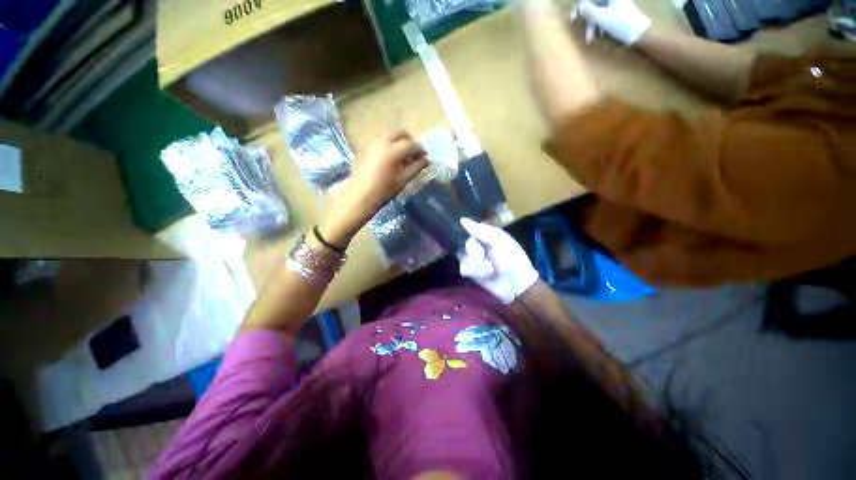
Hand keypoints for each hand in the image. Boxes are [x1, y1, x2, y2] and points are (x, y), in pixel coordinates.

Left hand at [320, 130, 427, 246]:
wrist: (359, 197)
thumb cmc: (383, 191)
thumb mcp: (403, 180)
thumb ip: (416, 167)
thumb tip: (427, 160)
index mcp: (393, 150)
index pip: (412, 145)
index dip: (421, 150)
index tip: (425, 157)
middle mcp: (382, 142)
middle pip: (400, 133)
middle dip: (410, 141)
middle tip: (415, 154)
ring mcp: (372, 144)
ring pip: (389, 135)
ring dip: (399, 142)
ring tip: (403, 157)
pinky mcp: (366, 148)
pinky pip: (381, 141)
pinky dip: (390, 145)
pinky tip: (392, 159)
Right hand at [457, 218, 538, 303]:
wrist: (515, 285)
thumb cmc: (511, 259)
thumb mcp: (499, 241)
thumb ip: (480, 230)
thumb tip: (461, 219)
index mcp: (486, 234)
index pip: (470, 228)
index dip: (472, 235)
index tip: (480, 243)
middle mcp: (477, 244)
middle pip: (465, 244)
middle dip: (475, 252)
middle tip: (486, 258)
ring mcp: (472, 258)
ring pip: (462, 256)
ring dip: (477, 264)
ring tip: (489, 270)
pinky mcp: (469, 270)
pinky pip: (462, 267)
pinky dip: (473, 272)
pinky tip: (483, 275)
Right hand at [578, 0, 650, 45]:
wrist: (638, 33)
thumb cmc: (620, 24)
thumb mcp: (601, 18)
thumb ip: (588, 11)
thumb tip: (579, 6)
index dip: (581, 6)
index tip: (574, 17)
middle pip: (595, 5)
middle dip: (588, 19)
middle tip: (584, 31)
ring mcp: (616, 4)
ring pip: (598, 12)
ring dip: (593, 25)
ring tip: (592, 38)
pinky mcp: (618, 12)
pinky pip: (604, 15)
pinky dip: (600, 24)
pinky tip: (600, 33)